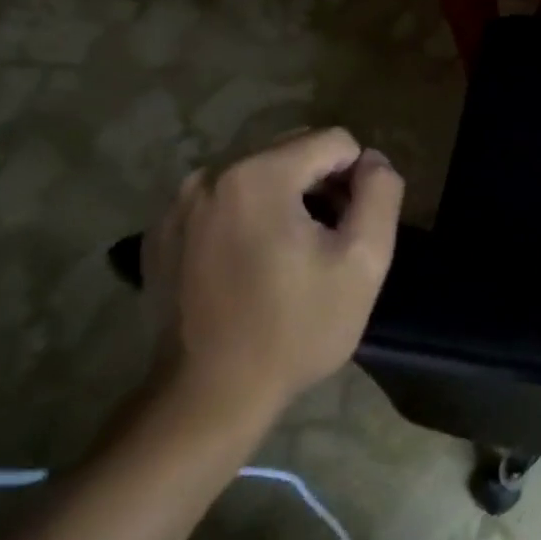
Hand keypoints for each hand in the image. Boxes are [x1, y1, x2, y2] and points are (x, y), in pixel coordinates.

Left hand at [141, 128, 404, 423]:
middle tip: (327, 243)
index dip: (358, 180)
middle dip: (321, 185)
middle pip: (293, 151)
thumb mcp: (365, 260)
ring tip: (292, 256)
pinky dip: (248, 219)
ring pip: (258, 175)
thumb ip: (381, 193)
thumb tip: (373, 161)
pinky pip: (224, 202)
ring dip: (286, 200)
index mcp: (257, 175)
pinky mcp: (159, 234)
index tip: (351, 229)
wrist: (207, 398)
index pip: (334, 141)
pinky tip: (252, 266)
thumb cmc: (296, 328)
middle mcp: (209, 176)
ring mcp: (176, 205)